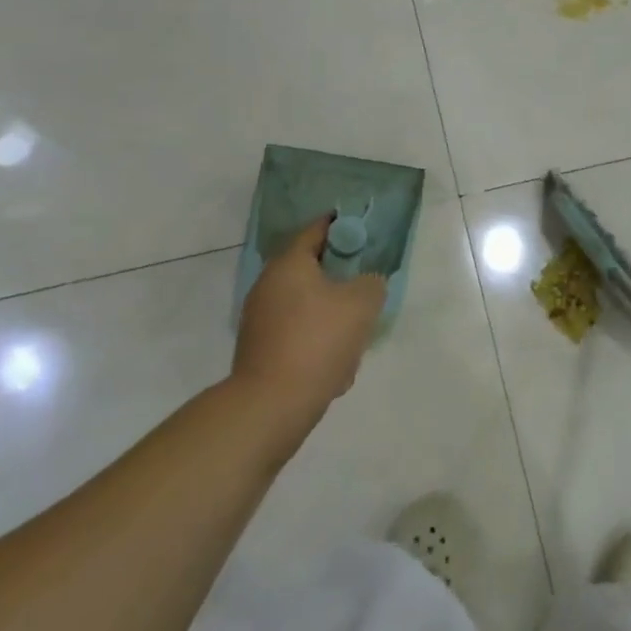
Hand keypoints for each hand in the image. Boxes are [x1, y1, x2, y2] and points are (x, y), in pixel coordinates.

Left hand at [234, 215, 386, 423]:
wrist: (272, 404)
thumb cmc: (319, 340)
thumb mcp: (362, 304)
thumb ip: (372, 283)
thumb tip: (366, 283)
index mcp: (289, 263)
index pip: (316, 230)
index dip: (342, 226)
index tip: (362, 231)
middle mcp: (268, 284)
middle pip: (311, 269)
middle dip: (340, 279)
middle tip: (365, 289)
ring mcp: (259, 318)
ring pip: (306, 305)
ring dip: (330, 316)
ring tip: (354, 338)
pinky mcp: (259, 349)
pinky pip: (296, 333)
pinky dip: (316, 341)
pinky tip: (334, 366)